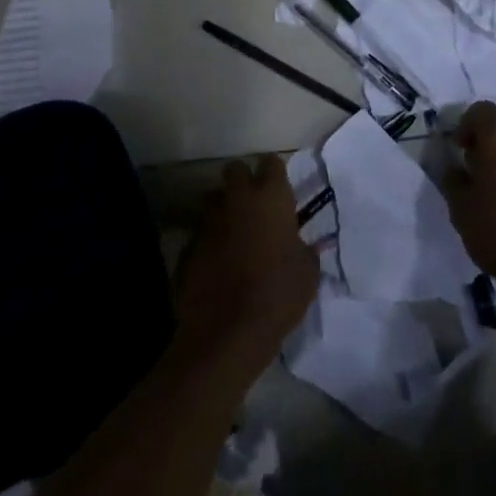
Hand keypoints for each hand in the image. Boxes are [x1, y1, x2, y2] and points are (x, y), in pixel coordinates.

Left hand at [176, 155, 318, 372]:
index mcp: (271, 197)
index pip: (272, 163)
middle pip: (235, 170)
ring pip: (212, 199)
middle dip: (242, 181)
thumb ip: (304, 249)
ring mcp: (208, 221)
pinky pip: (199, 233)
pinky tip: (216, 264)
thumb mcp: (307, 273)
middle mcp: (237, 199)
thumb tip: (300, 246)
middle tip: (253, 205)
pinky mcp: (187, 246)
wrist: (226, 333)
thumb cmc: (277, 295)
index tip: (279, 190)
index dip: (275, 174)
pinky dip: (208, 242)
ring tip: (232, 232)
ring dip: (222, 209)